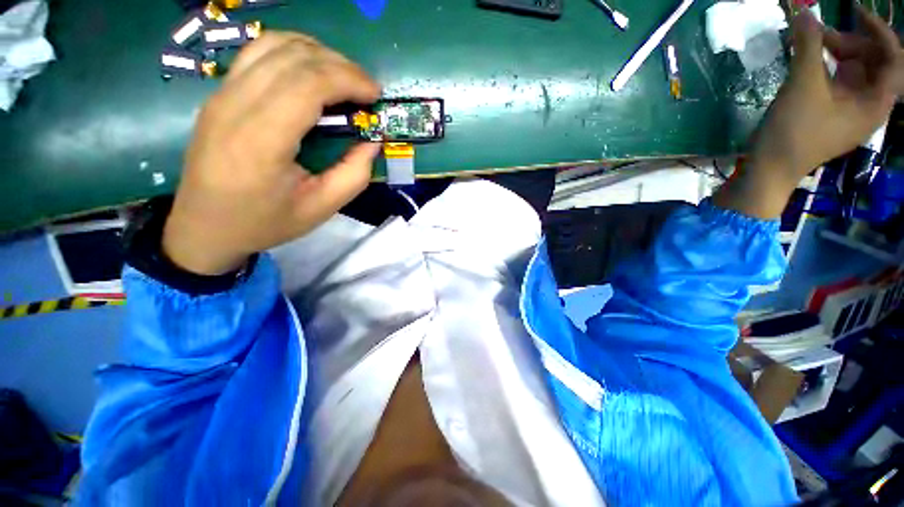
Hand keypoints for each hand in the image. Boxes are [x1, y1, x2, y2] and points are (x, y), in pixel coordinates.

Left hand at [162, 33, 380, 274]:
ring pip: (274, 44)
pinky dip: (293, 53)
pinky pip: (258, 53)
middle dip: (341, 65)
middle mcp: (235, 105)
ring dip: (317, 54)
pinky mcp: (219, 94)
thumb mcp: (322, 208)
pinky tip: (312, 73)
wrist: (204, 226)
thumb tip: (372, 142)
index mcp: (261, 140)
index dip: (349, 80)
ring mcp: (222, 94)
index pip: (308, 83)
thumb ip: (354, 175)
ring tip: (343, 79)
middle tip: (366, 89)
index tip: (375, 95)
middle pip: (294, 58)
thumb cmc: (265, 222)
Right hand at [751, 6, 902, 182]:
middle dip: (851, 43)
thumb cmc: (793, 132)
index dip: (879, 32)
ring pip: (856, 71)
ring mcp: (851, 111)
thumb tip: (804, 13)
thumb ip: (808, 46)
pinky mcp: (833, 115)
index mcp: (876, 103)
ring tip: (812, 46)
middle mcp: (870, 106)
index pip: (894, 59)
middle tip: (820, 34)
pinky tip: (811, 64)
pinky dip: (830, 68)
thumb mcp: (802, 86)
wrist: (769, 169)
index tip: (854, 13)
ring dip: (838, 54)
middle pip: (874, 63)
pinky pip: (841, 83)